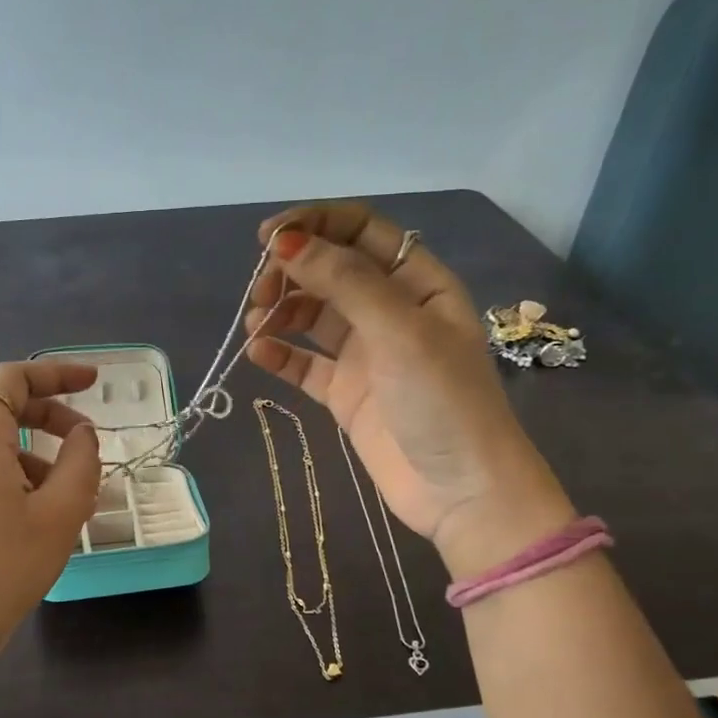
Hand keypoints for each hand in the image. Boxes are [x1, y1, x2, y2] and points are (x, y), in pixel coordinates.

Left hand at [0, 360, 101, 667]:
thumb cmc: (2, 565)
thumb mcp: (61, 512)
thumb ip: (81, 461)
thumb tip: (82, 435)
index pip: (13, 378)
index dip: (56, 374)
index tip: (94, 384)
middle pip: (0, 406)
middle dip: (48, 414)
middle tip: (86, 439)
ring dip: (34, 450)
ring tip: (71, 491)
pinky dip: (14, 473)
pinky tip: (39, 514)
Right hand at [245, 203, 574, 577]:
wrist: (461, 492)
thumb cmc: (443, 400)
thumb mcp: (400, 330)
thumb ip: (345, 281)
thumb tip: (288, 242)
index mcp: (417, 282)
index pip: (361, 232)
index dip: (316, 225)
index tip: (268, 238)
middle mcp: (389, 310)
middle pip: (330, 271)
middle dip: (292, 272)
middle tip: (260, 292)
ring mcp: (366, 354)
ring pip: (312, 316)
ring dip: (280, 312)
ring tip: (256, 326)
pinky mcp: (345, 393)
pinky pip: (304, 363)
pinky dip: (280, 354)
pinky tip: (259, 353)